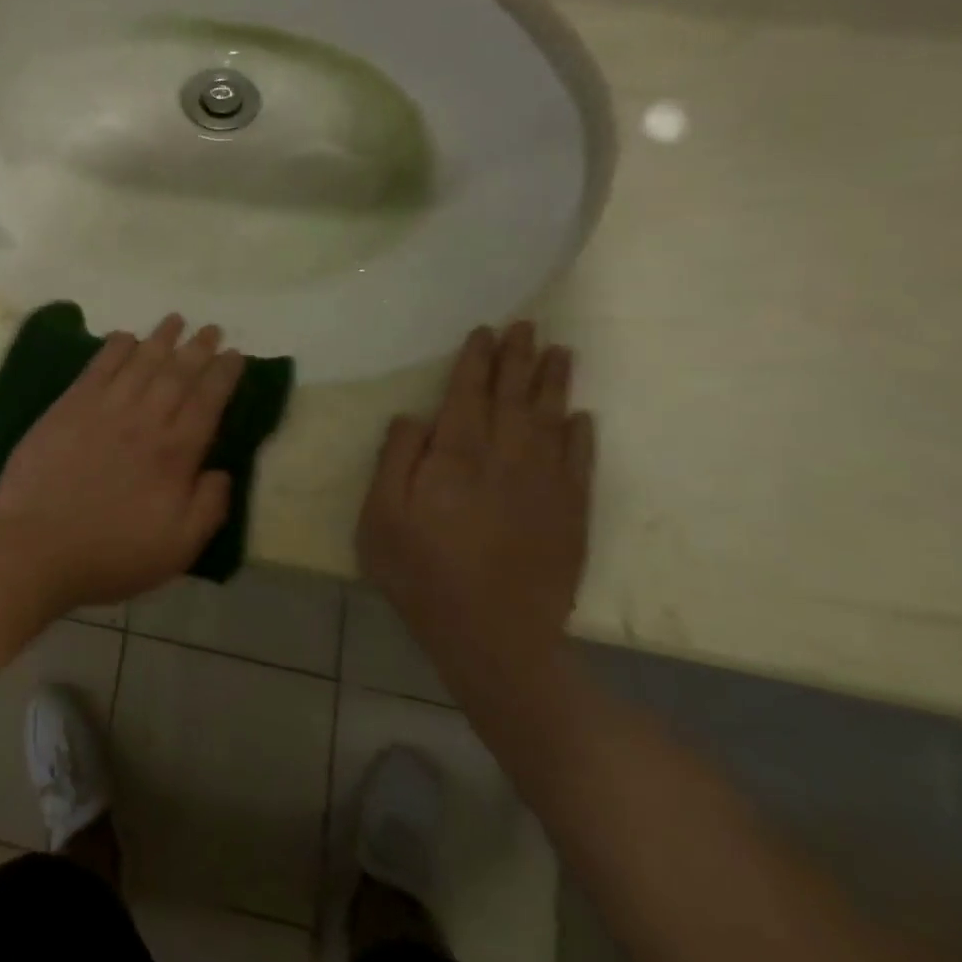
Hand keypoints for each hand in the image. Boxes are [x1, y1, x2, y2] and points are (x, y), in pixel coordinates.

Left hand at [0, 314, 244, 611]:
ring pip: (139, 363)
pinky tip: (125, 337)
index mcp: (173, 454)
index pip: (207, 402)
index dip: (223, 375)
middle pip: (176, 374)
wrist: (36, 547)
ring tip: (175, 320)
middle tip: (212, 329)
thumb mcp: (177, 549)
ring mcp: (102, 410)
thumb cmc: (110, 554)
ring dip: (160, 339)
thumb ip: (208, 507)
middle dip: (198, 348)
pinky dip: (114, 348)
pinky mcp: (67, 408)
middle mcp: (143, 421)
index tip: (235, 355)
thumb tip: (222, 471)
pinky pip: (96, 368)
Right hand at [357, 322, 594, 688]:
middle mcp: (505, 458)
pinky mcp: (570, 513)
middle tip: (527, 326)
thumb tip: (414, 417)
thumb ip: (394, 459)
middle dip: (518, 358)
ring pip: (551, 420)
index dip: (476, 361)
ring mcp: (545, 485)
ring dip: (554, 384)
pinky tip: (581, 417)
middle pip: (513, 397)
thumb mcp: (380, 516)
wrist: (494, 635)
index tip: (485, 332)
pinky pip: (580, 462)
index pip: (468, 394)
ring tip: (560, 352)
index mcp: (456, 456)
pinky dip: (580, 435)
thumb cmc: (421, 572)